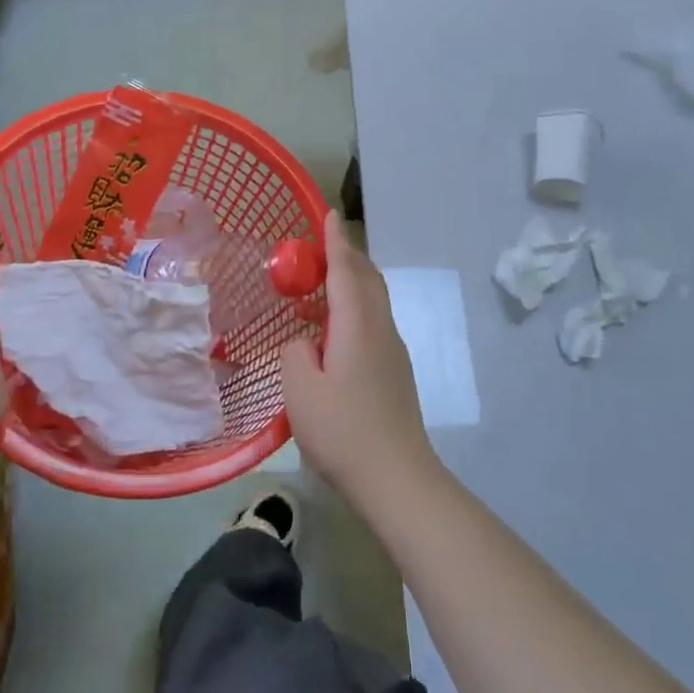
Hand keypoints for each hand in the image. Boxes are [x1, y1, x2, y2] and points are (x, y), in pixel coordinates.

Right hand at [280, 211, 435, 503]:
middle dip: (346, 255)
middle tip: (318, 245)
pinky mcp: (395, 370)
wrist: (398, 479)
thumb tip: (303, 339)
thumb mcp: (300, 391)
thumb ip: (295, 352)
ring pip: (373, 300)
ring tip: (321, 283)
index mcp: (357, 325)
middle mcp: (380, 329)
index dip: (334, 240)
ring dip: (351, 281)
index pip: (345, 269)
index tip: (328, 213)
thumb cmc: (343, 431)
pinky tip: (333, 329)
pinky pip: (373, 321)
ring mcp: (392, 350)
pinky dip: (354, 306)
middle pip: (366, 278)